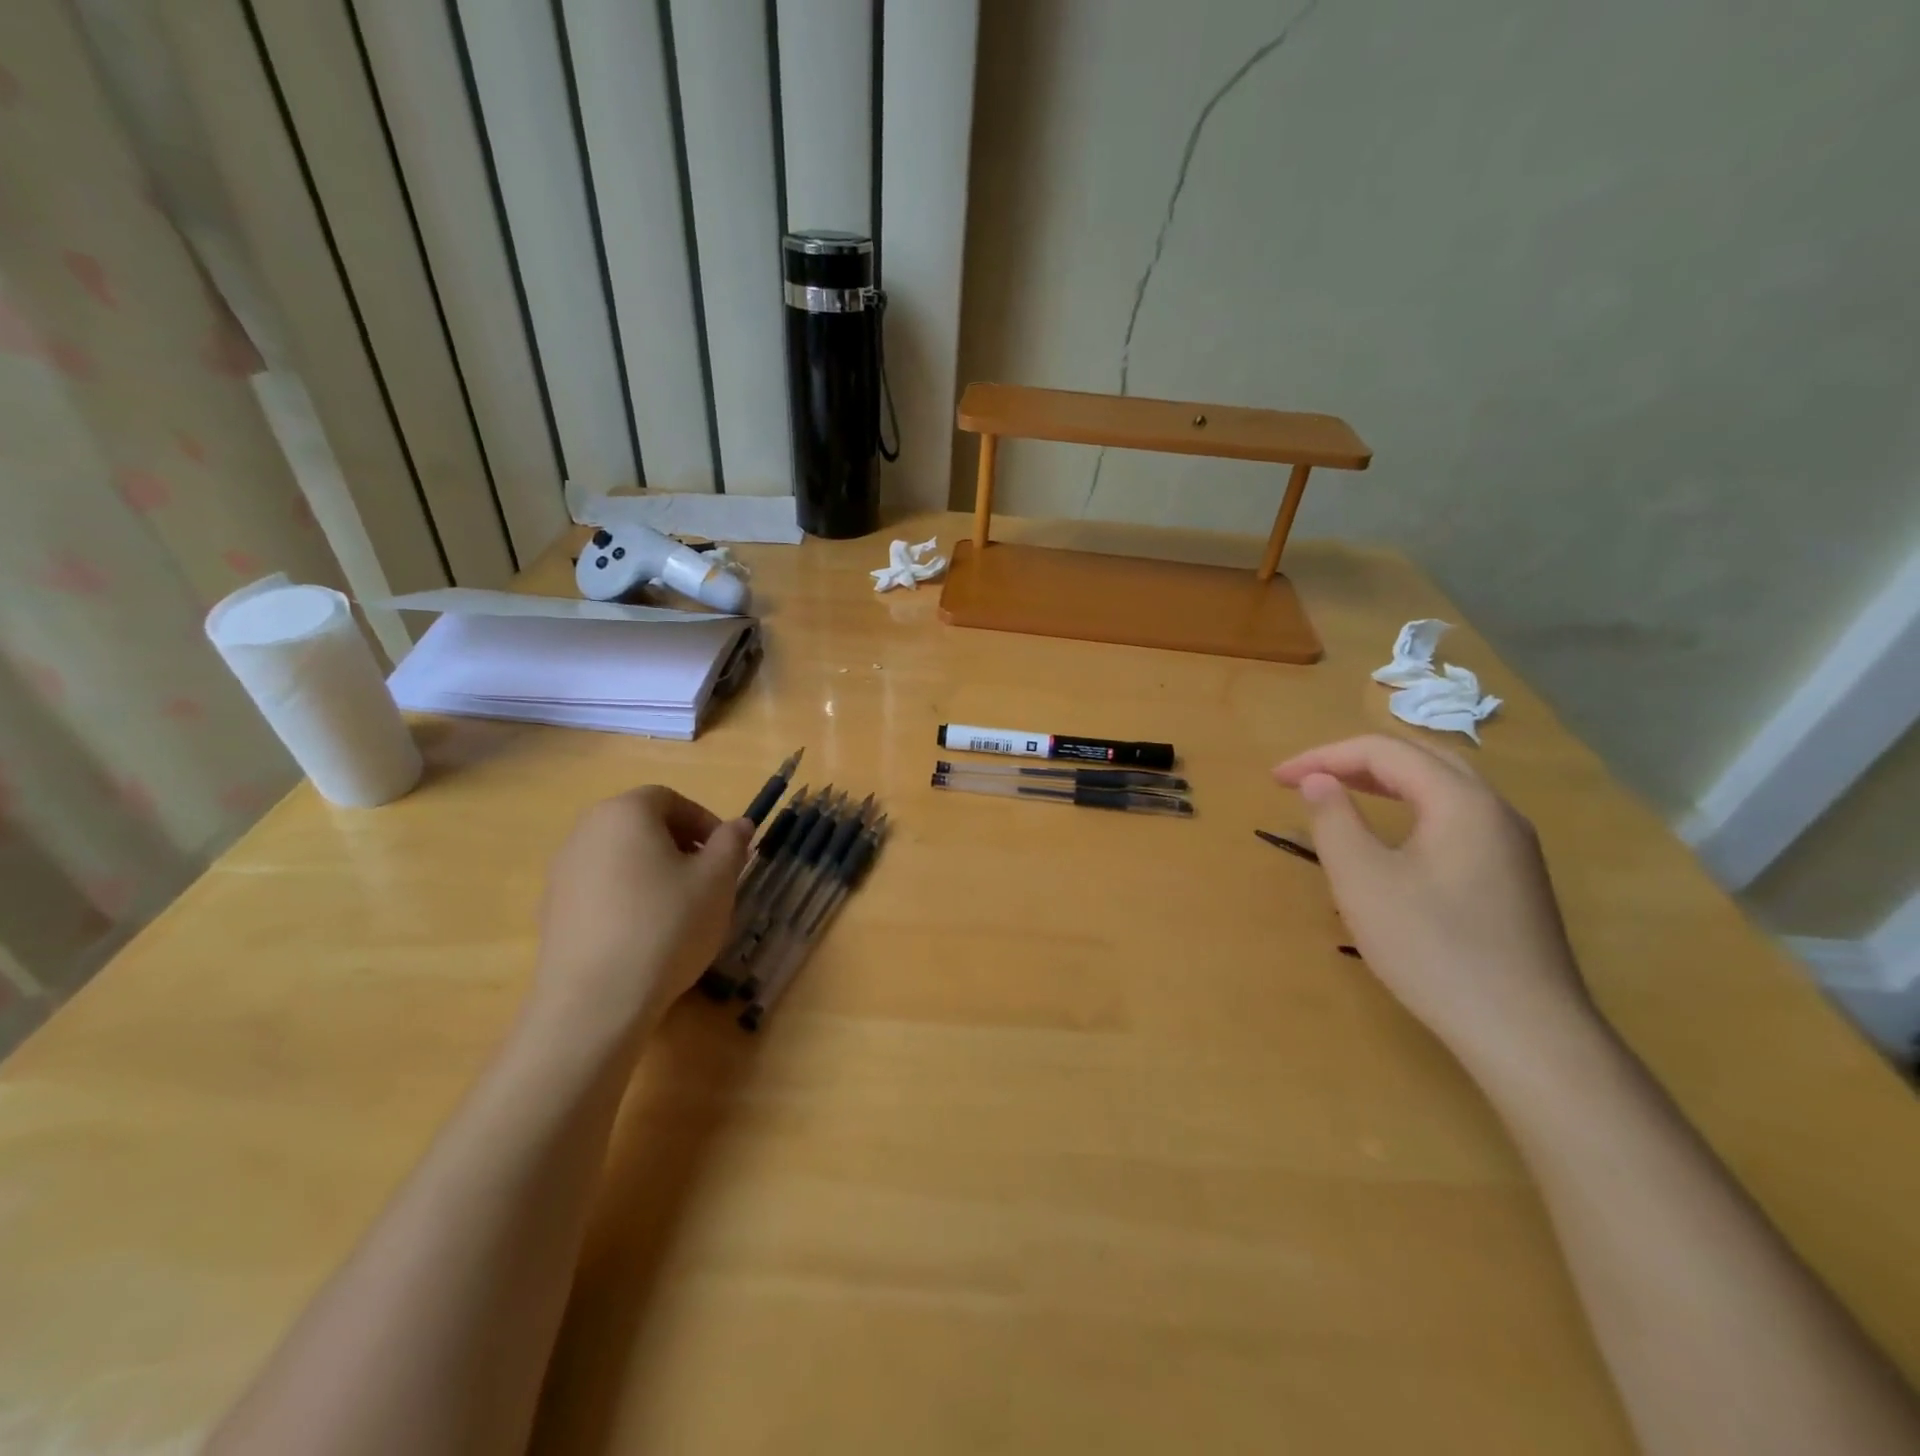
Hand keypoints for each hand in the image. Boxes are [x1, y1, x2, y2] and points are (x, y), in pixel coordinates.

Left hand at [532, 787, 751, 1038]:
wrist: (595, 1002)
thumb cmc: (667, 925)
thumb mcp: (717, 880)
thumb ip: (731, 844)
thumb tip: (738, 824)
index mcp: (625, 813)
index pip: (669, 799)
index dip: (703, 821)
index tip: (726, 854)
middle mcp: (585, 833)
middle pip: (640, 825)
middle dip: (679, 846)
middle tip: (707, 879)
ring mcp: (561, 874)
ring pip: (619, 858)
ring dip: (652, 873)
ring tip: (679, 910)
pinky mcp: (551, 913)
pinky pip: (600, 890)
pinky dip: (626, 899)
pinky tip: (645, 935)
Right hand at [1272, 735, 1594, 1065]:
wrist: (1526, 1032)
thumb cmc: (1433, 949)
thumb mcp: (1363, 882)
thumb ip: (1334, 821)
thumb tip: (1317, 780)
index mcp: (1460, 800)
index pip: (1384, 751)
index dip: (1323, 756)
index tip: (1276, 779)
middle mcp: (1494, 810)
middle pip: (1419, 757)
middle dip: (1355, 759)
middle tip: (1306, 778)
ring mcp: (1511, 844)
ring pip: (1443, 786)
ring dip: (1385, 780)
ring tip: (1341, 793)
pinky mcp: (1514, 876)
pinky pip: (1456, 816)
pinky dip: (1411, 806)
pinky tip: (1393, 836)